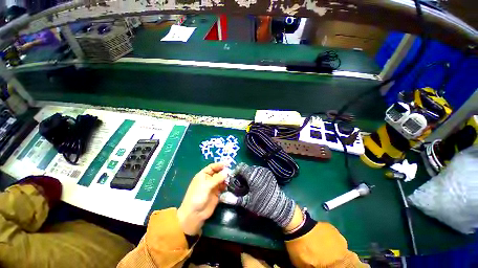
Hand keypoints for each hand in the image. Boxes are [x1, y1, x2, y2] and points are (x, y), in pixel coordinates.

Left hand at [177, 163, 226, 234]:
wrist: (195, 215)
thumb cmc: (197, 197)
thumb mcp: (206, 185)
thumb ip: (217, 178)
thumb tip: (227, 172)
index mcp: (203, 175)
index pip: (212, 167)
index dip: (219, 165)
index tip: (228, 164)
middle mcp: (208, 179)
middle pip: (218, 172)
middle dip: (224, 171)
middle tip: (232, 171)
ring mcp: (213, 186)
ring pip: (221, 179)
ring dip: (226, 178)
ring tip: (232, 178)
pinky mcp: (217, 193)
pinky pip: (223, 186)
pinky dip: (226, 185)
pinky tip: (230, 184)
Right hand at [234, 163, 295, 227]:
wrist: (279, 206)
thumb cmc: (262, 204)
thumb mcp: (247, 202)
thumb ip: (234, 199)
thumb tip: (221, 197)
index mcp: (253, 175)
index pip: (241, 167)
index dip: (235, 171)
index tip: (234, 179)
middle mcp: (259, 170)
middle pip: (246, 168)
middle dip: (241, 174)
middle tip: (240, 183)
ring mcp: (265, 171)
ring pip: (252, 169)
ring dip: (248, 174)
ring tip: (247, 183)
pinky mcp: (269, 173)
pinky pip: (258, 170)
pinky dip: (254, 174)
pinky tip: (255, 183)